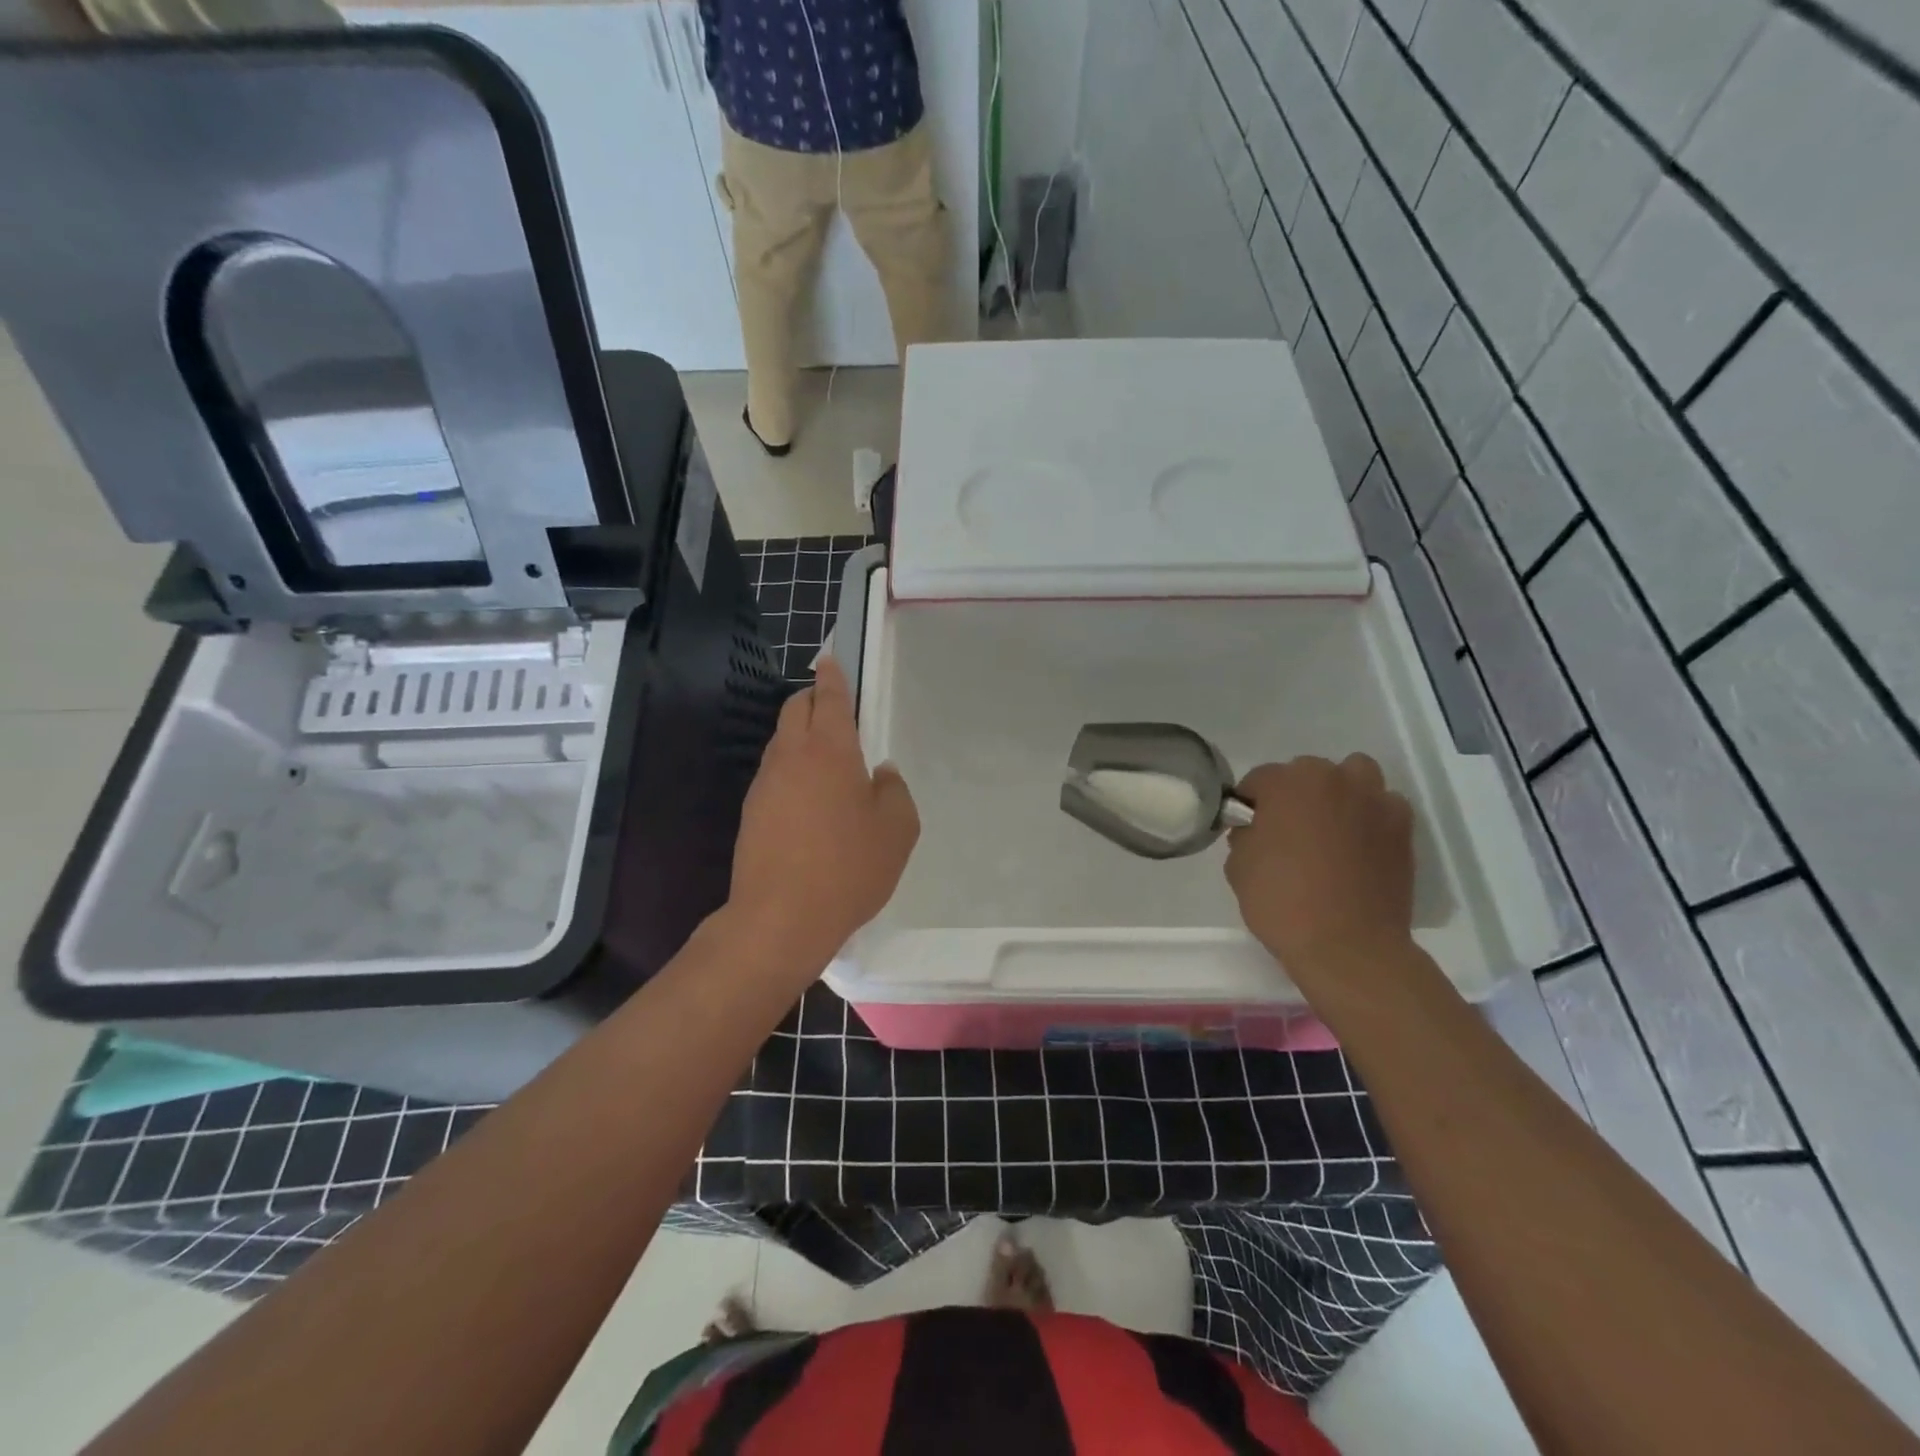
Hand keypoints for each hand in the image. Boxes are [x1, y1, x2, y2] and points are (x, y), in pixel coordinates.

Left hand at [728, 657, 919, 972]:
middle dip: (813, 698)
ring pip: (782, 741)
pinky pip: (775, 773)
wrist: (780, 918)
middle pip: (796, 710)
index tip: (829, 659)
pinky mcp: (751, 812)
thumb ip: (894, 791)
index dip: (832, 676)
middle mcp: (792, 757)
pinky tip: (809, 797)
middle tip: (834, 703)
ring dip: (802, 735)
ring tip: (827, 755)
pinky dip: (792, 768)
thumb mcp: (897, 830)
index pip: (829, 698)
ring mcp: (765, 784)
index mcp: (831, 751)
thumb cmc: (849, 868)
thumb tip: (881, 774)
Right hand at [1224, 755, 1415, 975]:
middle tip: (1288, 831)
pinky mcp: (1402, 828)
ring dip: (1339, 792)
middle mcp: (1333, 779)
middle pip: (1307, 772)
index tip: (1248, 828)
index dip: (1250, 804)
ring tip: (1330, 827)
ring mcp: (1374, 800)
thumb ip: (1245, 836)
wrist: (1348, 946)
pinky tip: (1359, 845)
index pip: (1259, 779)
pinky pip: (1383, 806)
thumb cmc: (1282, 902)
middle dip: (1295, 794)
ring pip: (1354, 775)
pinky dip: (1370, 816)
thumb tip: (1257, 830)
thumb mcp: (1238, 866)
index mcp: (1287, 783)